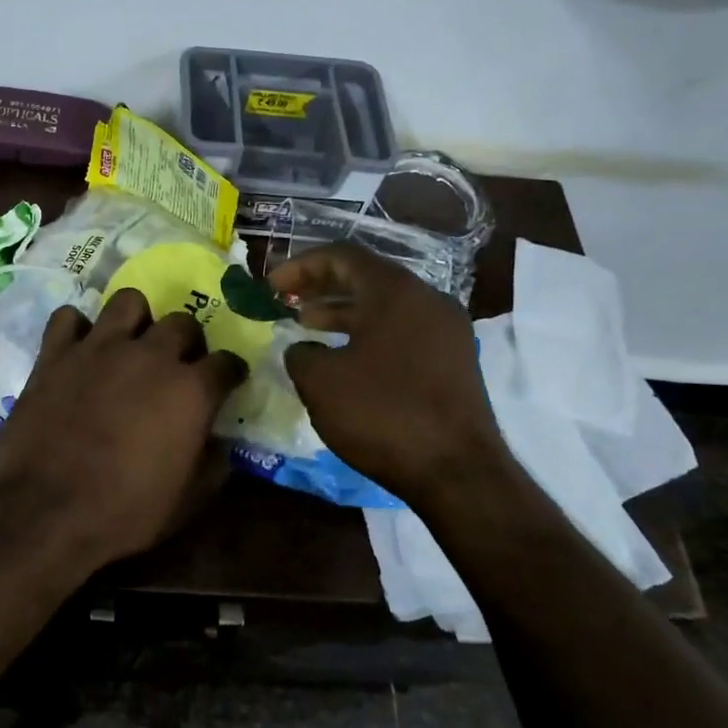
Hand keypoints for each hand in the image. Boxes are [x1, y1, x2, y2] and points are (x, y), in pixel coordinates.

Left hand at [0, 289, 247, 568]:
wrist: (46, 512)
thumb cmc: (125, 513)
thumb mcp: (187, 502)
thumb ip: (213, 464)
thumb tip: (220, 443)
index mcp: (191, 390)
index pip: (226, 363)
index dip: (228, 373)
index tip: (225, 382)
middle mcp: (150, 355)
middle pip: (182, 323)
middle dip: (187, 341)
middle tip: (177, 364)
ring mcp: (100, 348)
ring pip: (129, 302)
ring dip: (136, 320)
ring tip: (130, 343)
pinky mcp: (56, 353)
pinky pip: (69, 317)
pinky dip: (76, 329)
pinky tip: (79, 349)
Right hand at [268, 243, 510, 506]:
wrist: (457, 471)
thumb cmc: (382, 414)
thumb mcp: (321, 382)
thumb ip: (300, 354)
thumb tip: (303, 350)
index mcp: (395, 292)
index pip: (342, 256)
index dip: (300, 266)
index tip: (270, 285)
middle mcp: (427, 300)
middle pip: (366, 277)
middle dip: (321, 285)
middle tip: (285, 299)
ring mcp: (446, 331)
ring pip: (385, 307)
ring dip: (342, 311)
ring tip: (307, 326)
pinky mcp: (453, 362)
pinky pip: (401, 331)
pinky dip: (367, 334)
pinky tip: (343, 358)